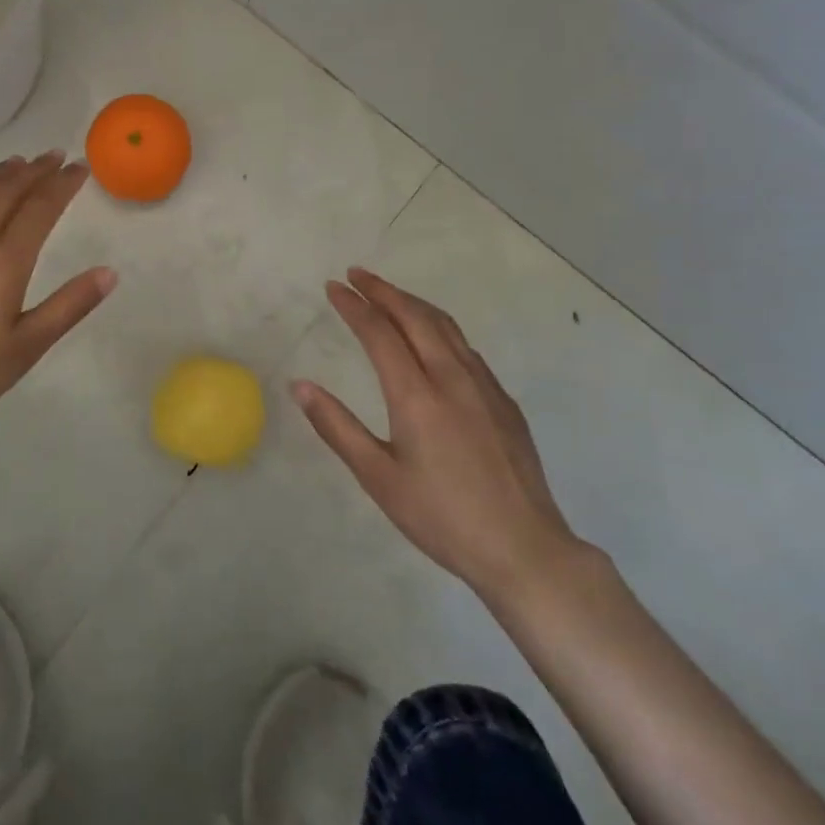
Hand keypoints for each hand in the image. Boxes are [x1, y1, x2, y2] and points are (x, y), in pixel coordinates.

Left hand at [0, 151, 115, 454]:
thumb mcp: (28, 346)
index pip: (40, 207)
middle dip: (35, 170)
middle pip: (8, 190)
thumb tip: (109, 273)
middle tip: (56, 156)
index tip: (80, 168)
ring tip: (19, 162)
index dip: (62, 184)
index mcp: (4, 260)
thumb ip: (70, 306)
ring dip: (1, 172)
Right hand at [293, 268, 584, 605]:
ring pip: (445, 326)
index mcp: (416, 395)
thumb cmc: (442, 517)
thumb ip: (337, 427)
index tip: (333, 287)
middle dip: (383, 290)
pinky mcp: (504, 401)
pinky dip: (439, 326)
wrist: (525, 550)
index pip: (379, 333)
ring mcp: (484, 386)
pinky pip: (465, 346)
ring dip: (412, 303)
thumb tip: (299, 386)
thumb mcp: (378, 478)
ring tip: (389, 294)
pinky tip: (432, 337)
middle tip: (356, 274)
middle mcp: (451, 378)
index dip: (354, 306)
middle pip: (415, 317)